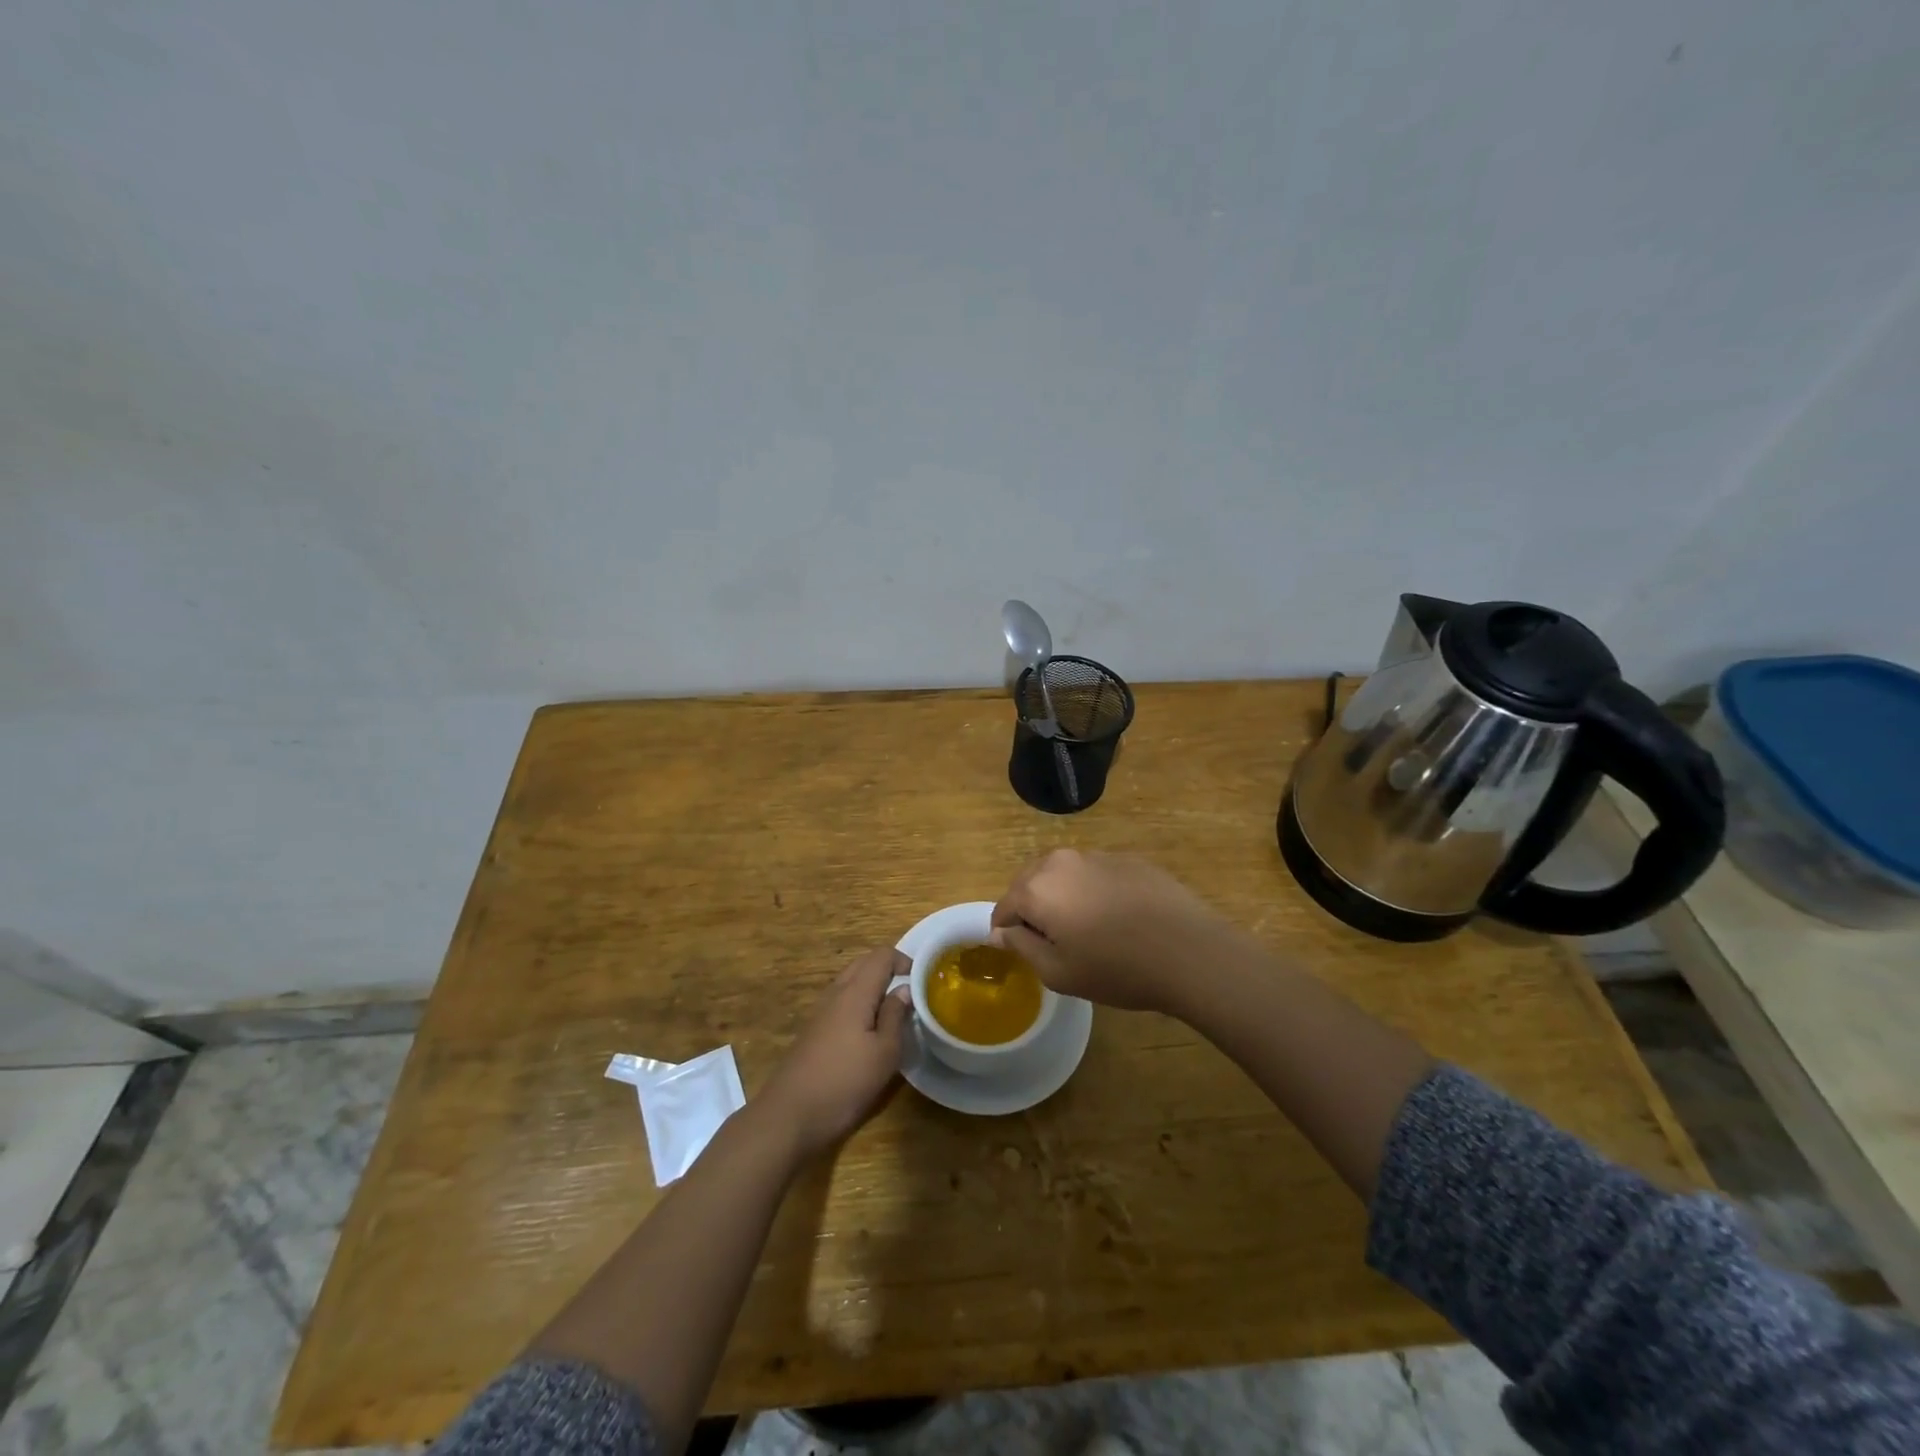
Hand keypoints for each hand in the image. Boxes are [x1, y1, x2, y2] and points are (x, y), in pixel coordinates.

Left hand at [757, 947, 910, 1158]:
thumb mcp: (884, 1053)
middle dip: (889, 969)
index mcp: (855, 992)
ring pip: (851, 981)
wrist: (790, 1114)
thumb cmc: (845, 1082)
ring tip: (894, 1010)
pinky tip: (869, 1029)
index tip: (923, 981)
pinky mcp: (814, 1029)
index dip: (904, 961)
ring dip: (873, 985)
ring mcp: (821, 1010)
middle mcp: (836, 993)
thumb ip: (895, 1015)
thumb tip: (904, 989)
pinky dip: (860, 1002)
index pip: (882, 956)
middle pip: (864, 963)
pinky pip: (841, 1000)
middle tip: (911, 992)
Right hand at [990, 850, 1239, 1014]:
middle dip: (1031, 908)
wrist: (1188, 951)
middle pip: (1031, 883)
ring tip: (1084, 929)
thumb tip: (999, 931)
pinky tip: (1116, 918)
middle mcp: (1061, 862)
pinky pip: (1095, 873)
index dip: (1005, 930)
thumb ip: (1021, 946)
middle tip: (1050, 942)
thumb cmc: (1116, 969)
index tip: (1016, 950)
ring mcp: (1097, 855)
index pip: (1004, 906)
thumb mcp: (1059, 972)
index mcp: (1037, 888)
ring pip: (1064, 875)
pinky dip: (1093, 891)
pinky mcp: (1128, 859)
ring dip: (1062, 897)